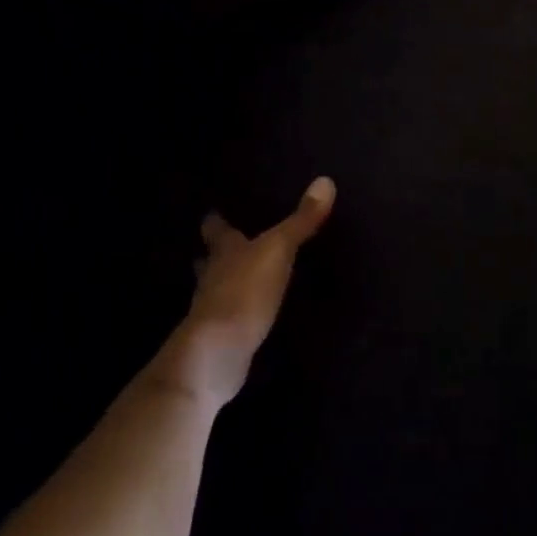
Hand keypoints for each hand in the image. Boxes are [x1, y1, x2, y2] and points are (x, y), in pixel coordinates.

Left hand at [152, 177, 335, 405]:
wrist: (217, 354)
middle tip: (229, 245)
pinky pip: (230, 319)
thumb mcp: (278, 249)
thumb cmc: (244, 291)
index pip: (216, 229)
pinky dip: (238, 314)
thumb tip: (326, 180)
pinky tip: (251, 315)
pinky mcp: (220, 340)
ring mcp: (213, 311)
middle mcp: (213, 276)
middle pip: (210, 260)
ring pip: (217, 289)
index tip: (214, 212)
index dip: (216, 220)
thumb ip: (301, 221)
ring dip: (226, 283)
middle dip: (217, 253)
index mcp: (224, 251)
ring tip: (242, 279)